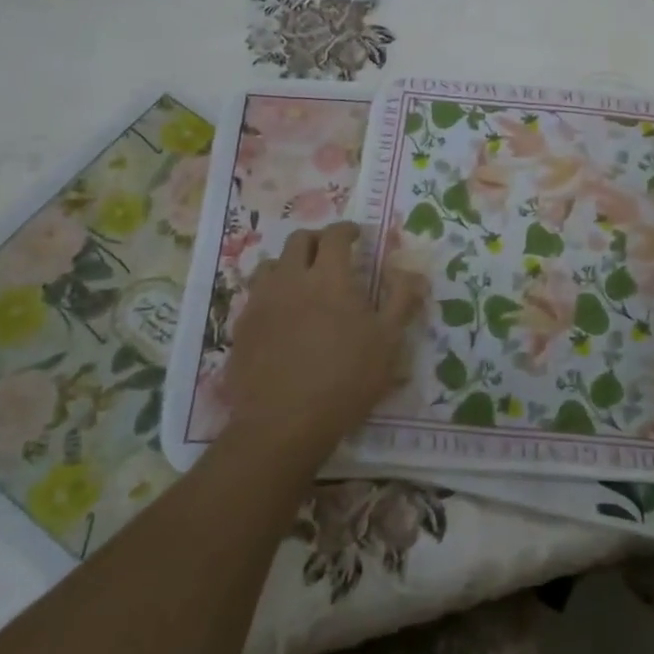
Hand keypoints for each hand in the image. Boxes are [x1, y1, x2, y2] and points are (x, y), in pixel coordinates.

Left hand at [224, 222, 427, 466]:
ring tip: (302, 281)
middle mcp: (291, 279)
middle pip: (299, 241)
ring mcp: (262, 302)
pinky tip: (281, 314)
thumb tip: (411, 271)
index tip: (356, 235)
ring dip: (290, 263)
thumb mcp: (388, 341)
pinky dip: (271, 292)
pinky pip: (256, 295)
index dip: (347, 230)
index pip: (334, 235)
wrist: (284, 423)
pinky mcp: (242, 327)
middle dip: (317, 240)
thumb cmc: (345, 379)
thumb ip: (402, 300)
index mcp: (329, 277)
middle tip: (331, 254)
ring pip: (271, 264)